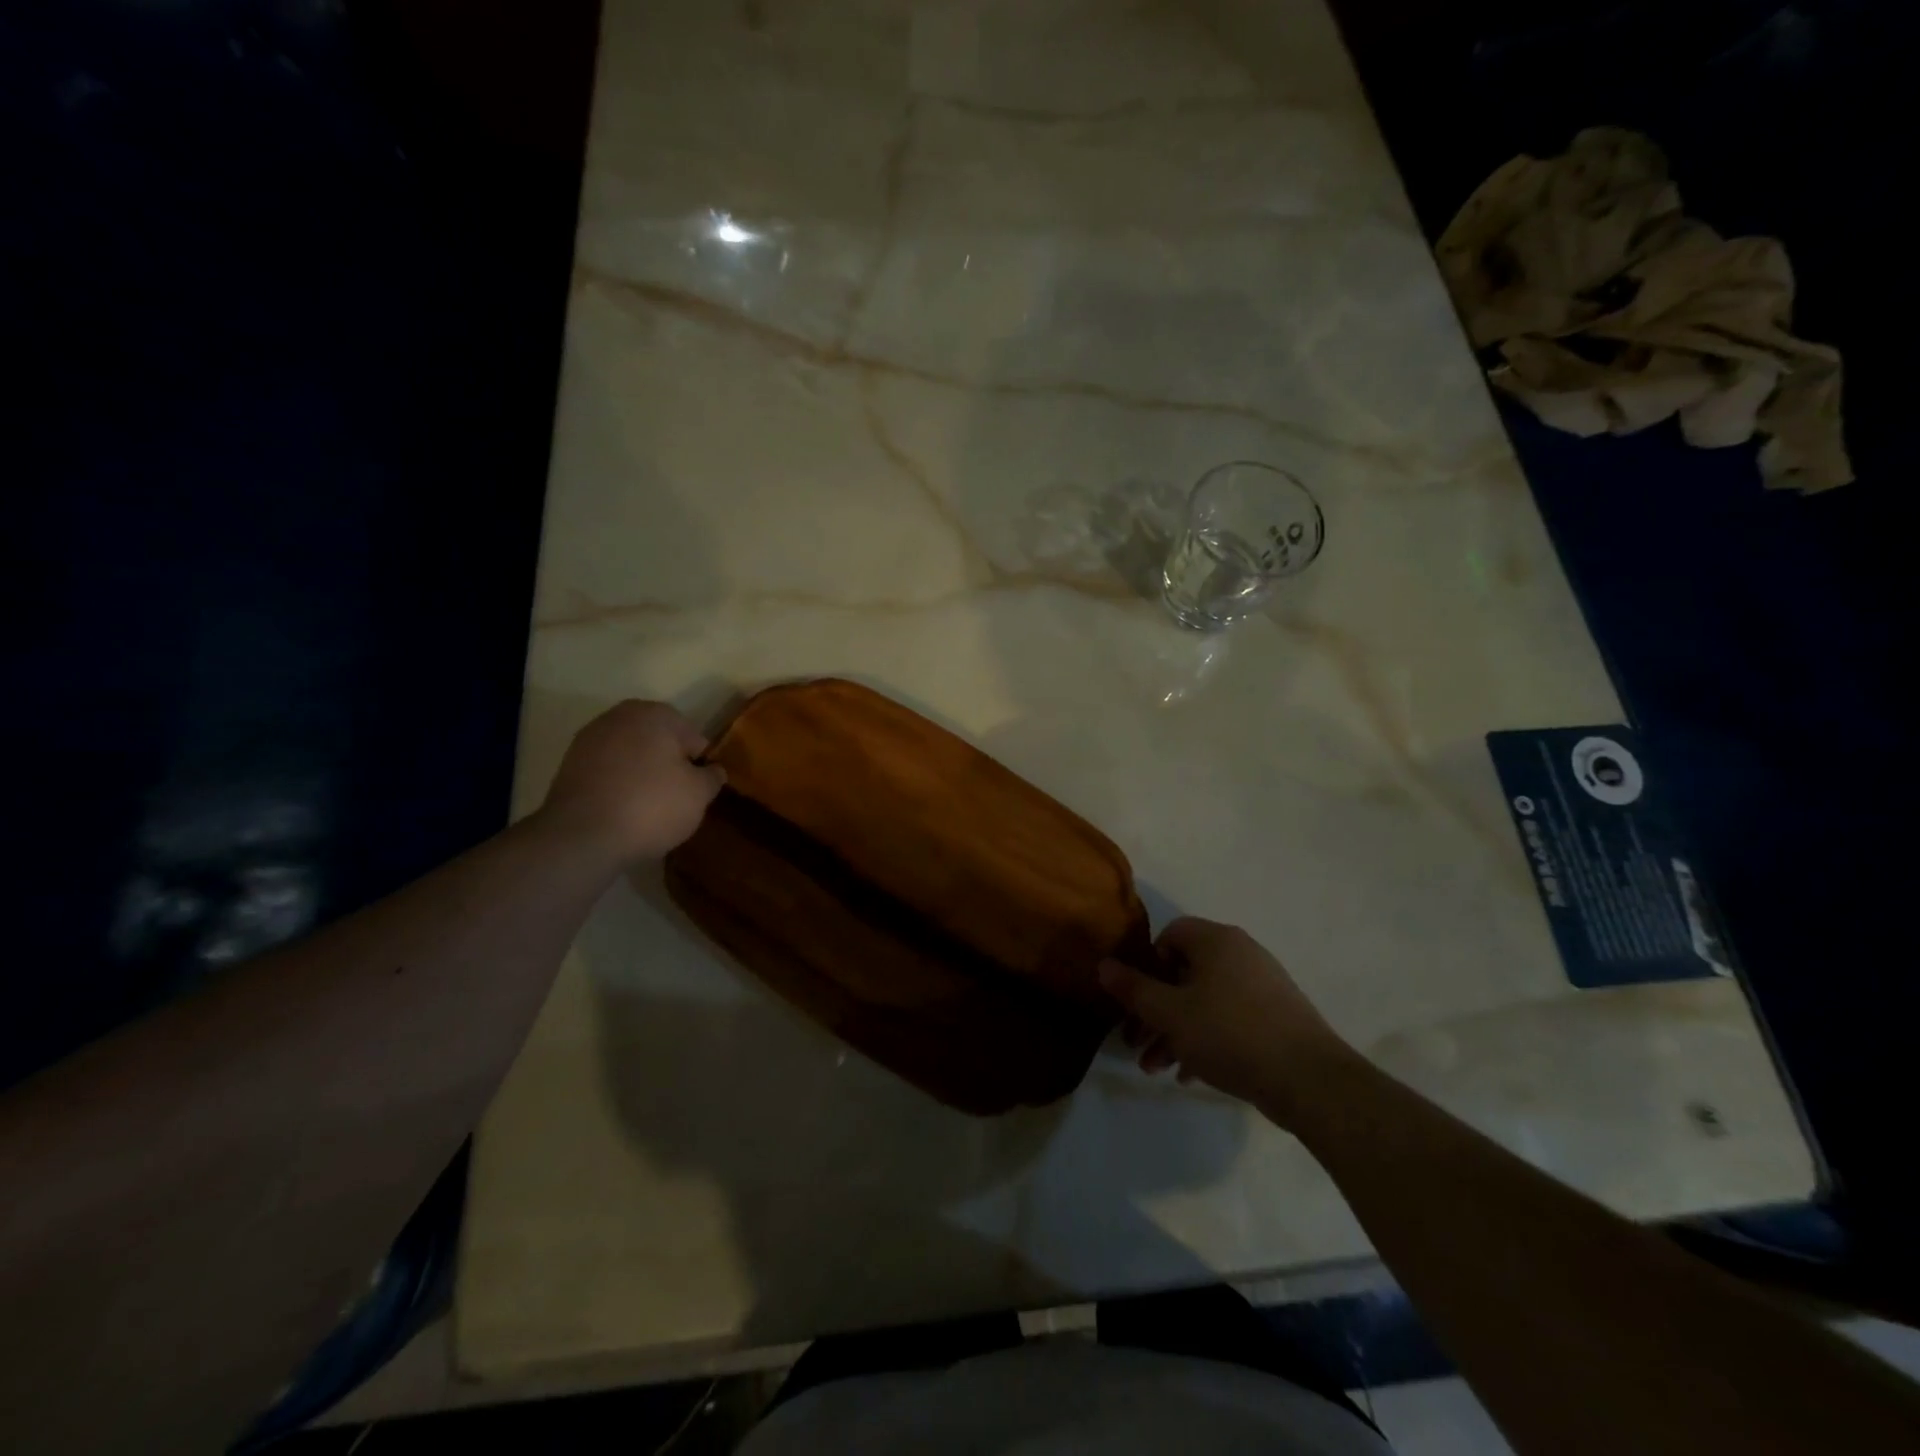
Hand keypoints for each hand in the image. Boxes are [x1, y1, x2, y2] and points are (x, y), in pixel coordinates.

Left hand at [540, 700, 725, 862]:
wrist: (582, 837)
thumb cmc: (652, 806)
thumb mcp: (699, 794)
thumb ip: (712, 776)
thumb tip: (713, 770)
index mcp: (655, 714)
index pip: (693, 737)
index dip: (699, 764)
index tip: (698, 790)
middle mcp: (619, 716)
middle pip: (659, 742)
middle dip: (669, 764)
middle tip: (676, 798)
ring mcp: (589, 739)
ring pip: (631, 755)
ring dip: (642, 773)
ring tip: (648, 808)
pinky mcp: (568, 765)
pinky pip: (608, 771)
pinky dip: (618, 784)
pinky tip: (623, 810)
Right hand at [1099, 917, 1352, 1121]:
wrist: (1309, 1080)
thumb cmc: (1230, 1034)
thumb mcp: (1170, 1013)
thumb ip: (1133, 989)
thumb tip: (1103, 965)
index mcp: (1215, 940)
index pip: (1170, 934)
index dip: (1146, 965)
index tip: (1135, 999)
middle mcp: (1240, 952)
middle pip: (1184, 973)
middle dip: (1155, 1010)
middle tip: (1136, 1044)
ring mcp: (1263, 984)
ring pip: (1205, 1000)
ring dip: (1176, 1031)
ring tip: (1157, 1069)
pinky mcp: (1278, 1015)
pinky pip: (1230, 1018)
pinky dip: (1206, 1039)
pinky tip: (1190, 1075)